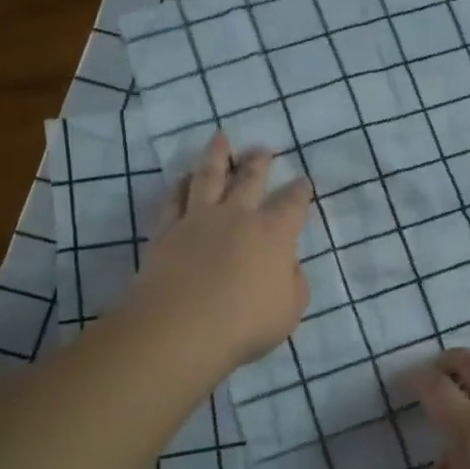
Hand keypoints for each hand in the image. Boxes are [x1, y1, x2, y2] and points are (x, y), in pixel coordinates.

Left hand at [126, 133, 313, 377]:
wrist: (180, 329)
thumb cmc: (244, 324)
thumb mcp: (289, 310)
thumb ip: (294, 282)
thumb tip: (287, 263)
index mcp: (273, 234)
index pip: (292, 204)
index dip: (300, 191)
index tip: (303, 181)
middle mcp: (236, 216)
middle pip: (249, 179)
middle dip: (259, 162)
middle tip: (263, 149)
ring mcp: (198, 220)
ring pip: (208, 176)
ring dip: (216, 155)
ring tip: (220, 139)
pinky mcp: (166, 231)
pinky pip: (174, 199)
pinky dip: (180, 185)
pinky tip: (183, 178)